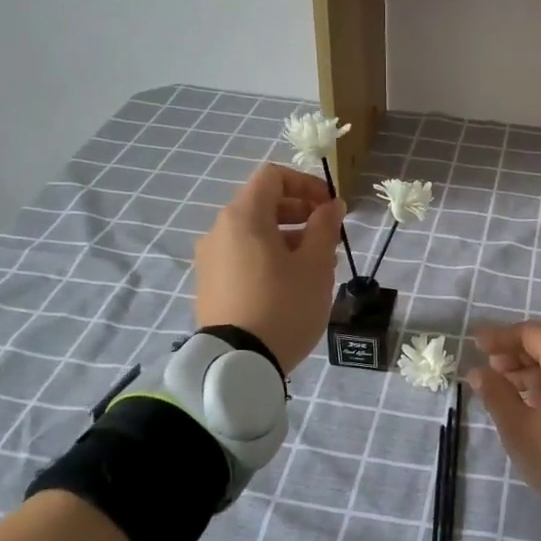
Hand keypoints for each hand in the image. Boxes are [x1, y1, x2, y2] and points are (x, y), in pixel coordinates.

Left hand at [194, 164, 346, 373]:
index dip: (306, 184)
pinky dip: (269, 257)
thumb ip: (325, 227)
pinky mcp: (209, 285)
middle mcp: (219, 230)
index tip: (331, 207)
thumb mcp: (315, 264)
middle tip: (330, 236)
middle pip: (263, 204)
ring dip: (288, 238)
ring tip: (317, 265)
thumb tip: (331, 205)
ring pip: (254, 234)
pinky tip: (291, 285)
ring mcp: (210, 259)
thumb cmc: (283, 305)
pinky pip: (243, 257)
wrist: (237, 364)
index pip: (273, 176)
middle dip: (301, 213)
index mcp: (243, 216)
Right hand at [468, 321, 540, 523]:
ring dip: (535, 369)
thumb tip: (478, 371)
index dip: (499, 337)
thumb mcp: (521, 429)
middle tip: (491, 369)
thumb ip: (496, 394)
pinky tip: (538, 405)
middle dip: (517, 352)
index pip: (529, 333)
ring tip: (509, 390)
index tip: (476, 345)